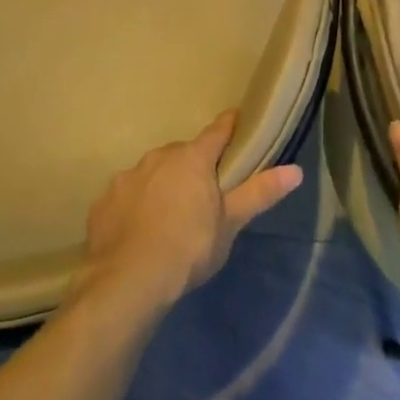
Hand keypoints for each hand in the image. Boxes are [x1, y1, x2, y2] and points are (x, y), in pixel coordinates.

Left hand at [79, 110, 302, 313]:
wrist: (128, 281)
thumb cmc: (189, 248)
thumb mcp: (230, 223)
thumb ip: (260, 193)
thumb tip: (296, 170)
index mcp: (192, 158)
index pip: (217, 132)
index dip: (229, 125)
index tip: (238, 118)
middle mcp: (158, 157)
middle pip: (182, 154)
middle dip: (193, 166)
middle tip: (202, 193)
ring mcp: (128, 177)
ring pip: (152, 173)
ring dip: (163, 184)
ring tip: (169, 216)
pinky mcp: (104, 201)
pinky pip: (127, 195)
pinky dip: (136, 205)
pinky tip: (139, 230)